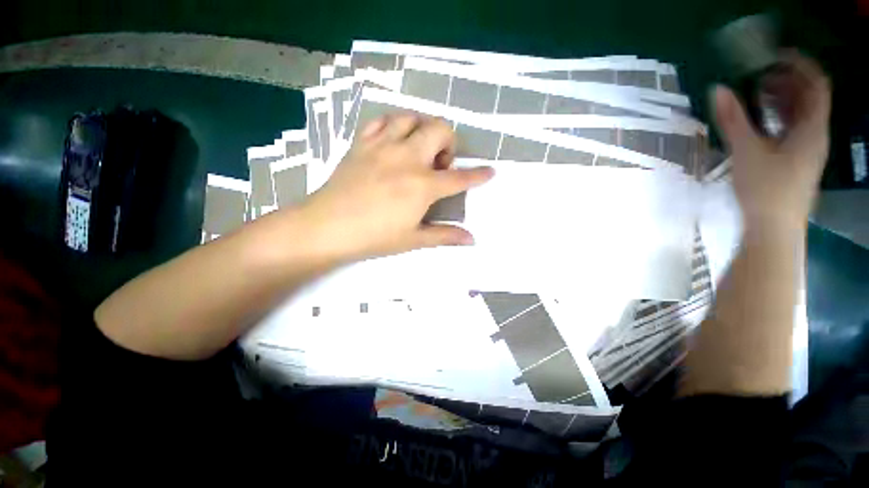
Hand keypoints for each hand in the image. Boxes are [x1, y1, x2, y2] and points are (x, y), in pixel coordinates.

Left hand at [299, 113, 493, 262]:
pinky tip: (394, 141)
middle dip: (449, 143)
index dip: (478, 174)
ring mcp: (383, 146)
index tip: (490, 171)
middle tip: (439, 164)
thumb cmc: (374, 237)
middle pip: (440, 129)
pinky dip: (394, 125)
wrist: (327, 227)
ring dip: (423, 130)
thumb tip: (471, 239)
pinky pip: (382, 120)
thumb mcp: (413, 239)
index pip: (460, 177)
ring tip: (418, 150)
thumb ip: (445, 235)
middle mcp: (407, 158)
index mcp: (423, 185)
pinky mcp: (362, 143)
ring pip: (412, 117)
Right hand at [713, 52, 830, 231]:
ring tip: (756, 93)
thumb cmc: (766, 189)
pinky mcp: (796, 161)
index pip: (816, 84)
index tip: (774, 57)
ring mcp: (807, 149)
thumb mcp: (746, 151)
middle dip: (787, 80)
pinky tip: (760, 120)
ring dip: (782, 99)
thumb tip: (717, 89)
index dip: (799, 65)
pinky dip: (779, 117)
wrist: (773, 228)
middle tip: (759, 73)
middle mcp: (815, 134)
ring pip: (801, 114)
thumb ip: (732, 119)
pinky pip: (793, 129)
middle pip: (809, 97)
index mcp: (812, 128)